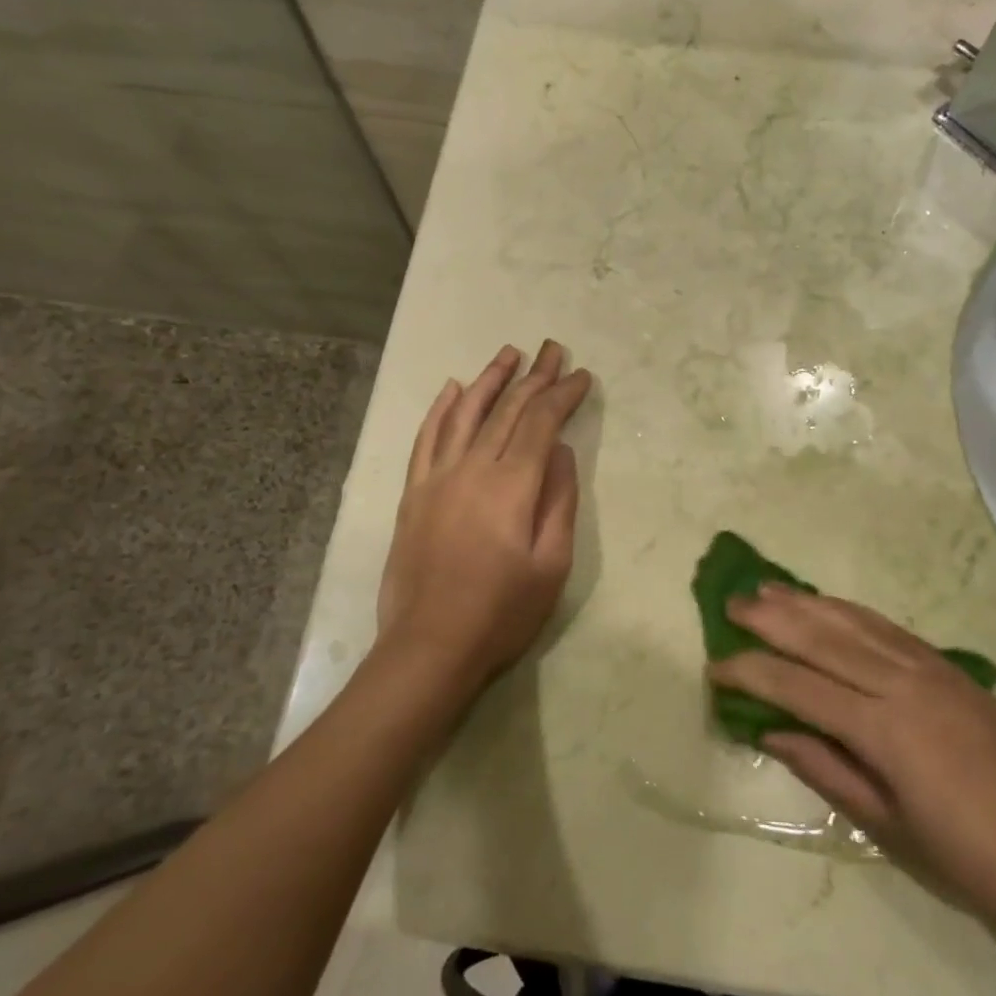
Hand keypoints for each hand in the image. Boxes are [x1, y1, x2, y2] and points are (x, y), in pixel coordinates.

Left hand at [376, 341, 592, 698]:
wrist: (429, 647)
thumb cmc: (501, 612)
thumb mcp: (552, 564)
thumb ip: (560, 501)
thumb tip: (563, 452)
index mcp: (512, 485)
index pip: (541, 423)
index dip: (563, 395)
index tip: (581, 375)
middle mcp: (472, 469)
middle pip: (507, 410)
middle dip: (534, 376)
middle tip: (552, 349)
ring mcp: (437, 478)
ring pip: (465, 414)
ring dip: (490, 380)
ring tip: (508, 354)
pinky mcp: (414, 493)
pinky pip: (426, 439)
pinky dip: (440, 410)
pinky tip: (453, 388)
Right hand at [708, 587, 995, 934]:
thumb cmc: (967, 857)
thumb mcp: (885, 826)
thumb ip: (824, 768)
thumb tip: (768, 730)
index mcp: (884, 730)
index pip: (799, 687)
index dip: (752, 673)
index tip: (715, 666)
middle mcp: (902, 684)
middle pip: (822, 639)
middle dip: (770, 620)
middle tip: (730, 606)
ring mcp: (928, 668)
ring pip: (852, 622)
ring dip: (805, 603)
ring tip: (766, 589)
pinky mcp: (947, 666)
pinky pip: (886, 626)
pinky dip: (847, 610)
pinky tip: (825, 604)